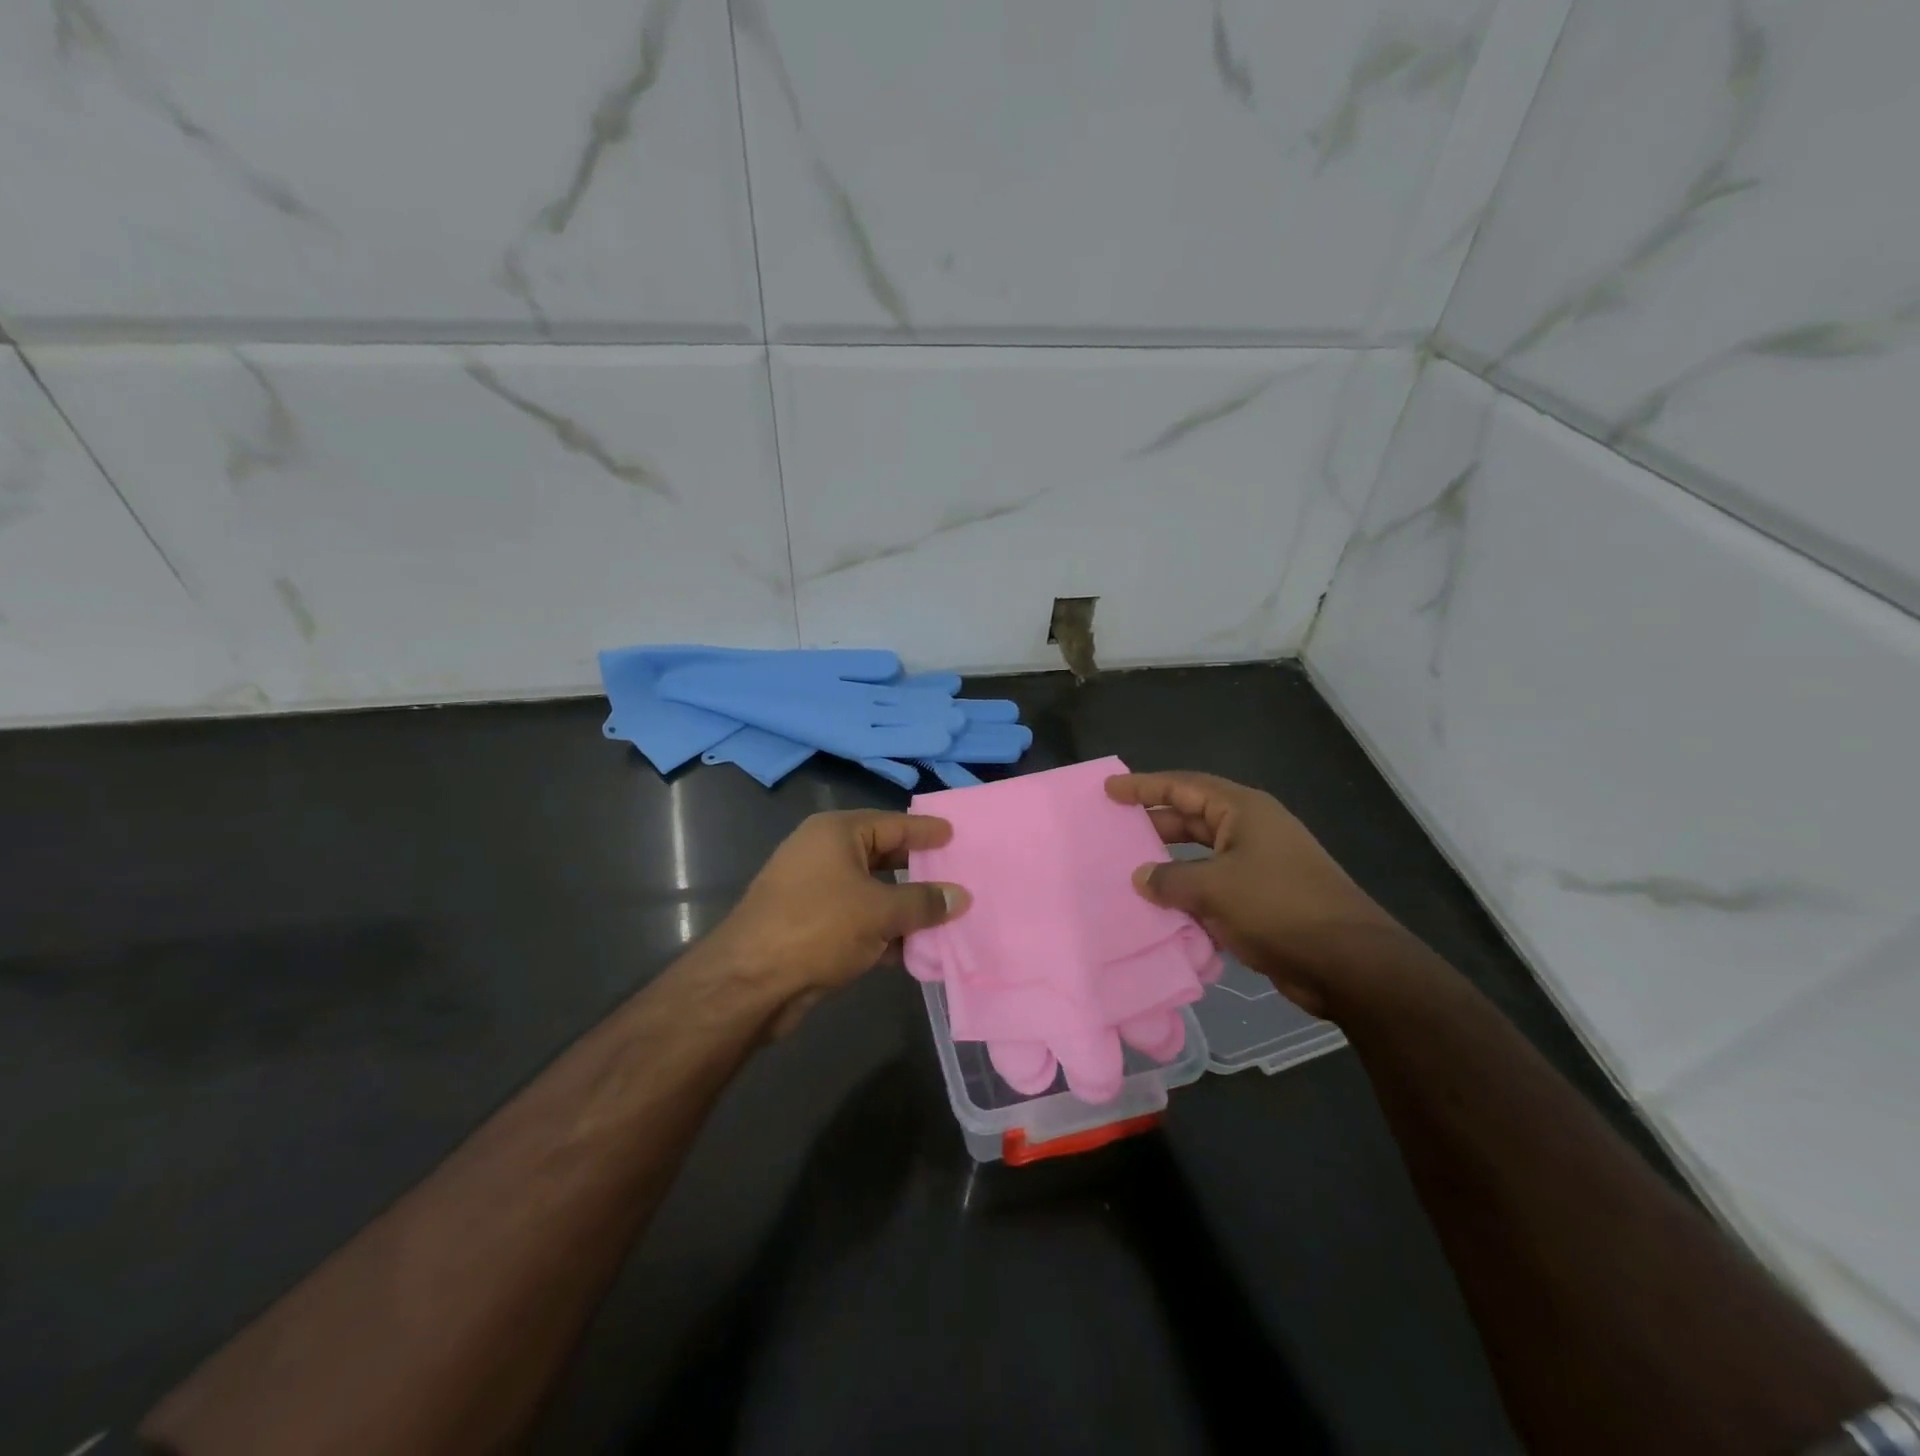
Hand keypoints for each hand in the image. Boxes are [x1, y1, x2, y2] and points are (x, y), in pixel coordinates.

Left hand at [701, 810, 969, 1035]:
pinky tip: (916, 951)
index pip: (892, 823)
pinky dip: (884, 933)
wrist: (751, 982)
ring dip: (904, 908)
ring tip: (946, 916)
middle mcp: (823, 854)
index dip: (924, 831)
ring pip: (872, 893)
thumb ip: (923, 902)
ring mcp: (815, 892)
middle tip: (956, 874)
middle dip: (918, 870)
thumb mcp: (880, 911)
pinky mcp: (811, 927)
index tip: (954, 835)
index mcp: (836, 833)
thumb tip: (960, 896)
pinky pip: (859, 921)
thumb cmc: (819, 927)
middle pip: (882, 856)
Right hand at [1105, 771, 1401, 1017]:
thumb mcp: (1215, 888)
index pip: (1184, 786)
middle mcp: (1250, 831)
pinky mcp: (1262, 900)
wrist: (1348, 963)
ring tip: (1129, 872)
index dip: (1145, 787)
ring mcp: (1258, 866)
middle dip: (1154, 824)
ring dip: (1169, 865)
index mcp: (1243, 811)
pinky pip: (1214, 887)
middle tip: (1113, 830)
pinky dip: (1188, 895)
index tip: (1109, 790)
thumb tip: (1141, 878)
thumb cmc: (1280, 908)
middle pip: (1191, 818)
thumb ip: (1170, 879)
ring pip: (1201, 856)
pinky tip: (1161, 911)